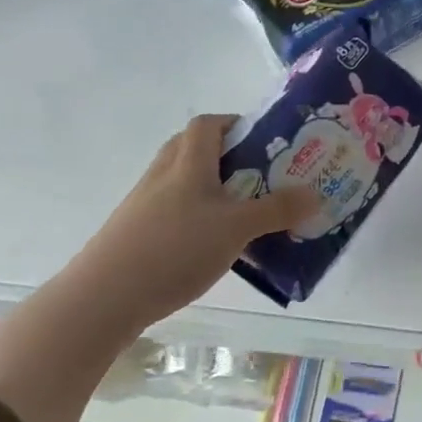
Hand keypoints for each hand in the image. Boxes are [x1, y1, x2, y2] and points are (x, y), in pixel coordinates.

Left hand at [68, 114, 316, 328]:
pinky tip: (213, 244)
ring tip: (242, 212)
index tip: (262, 140)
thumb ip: (276, 210)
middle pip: (192, 149)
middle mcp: (163, 175)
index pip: (208, 125)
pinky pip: (173, 211)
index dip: (234, 124)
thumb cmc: (176, 248)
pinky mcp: (135, 233)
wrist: (105, 296)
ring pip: (182, 183)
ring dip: (211, 188)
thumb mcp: (236, 228)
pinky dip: (195, 217)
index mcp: (188, 163)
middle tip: (258, 175)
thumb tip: (315, 195)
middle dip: (226, 156)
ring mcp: (144, 204)